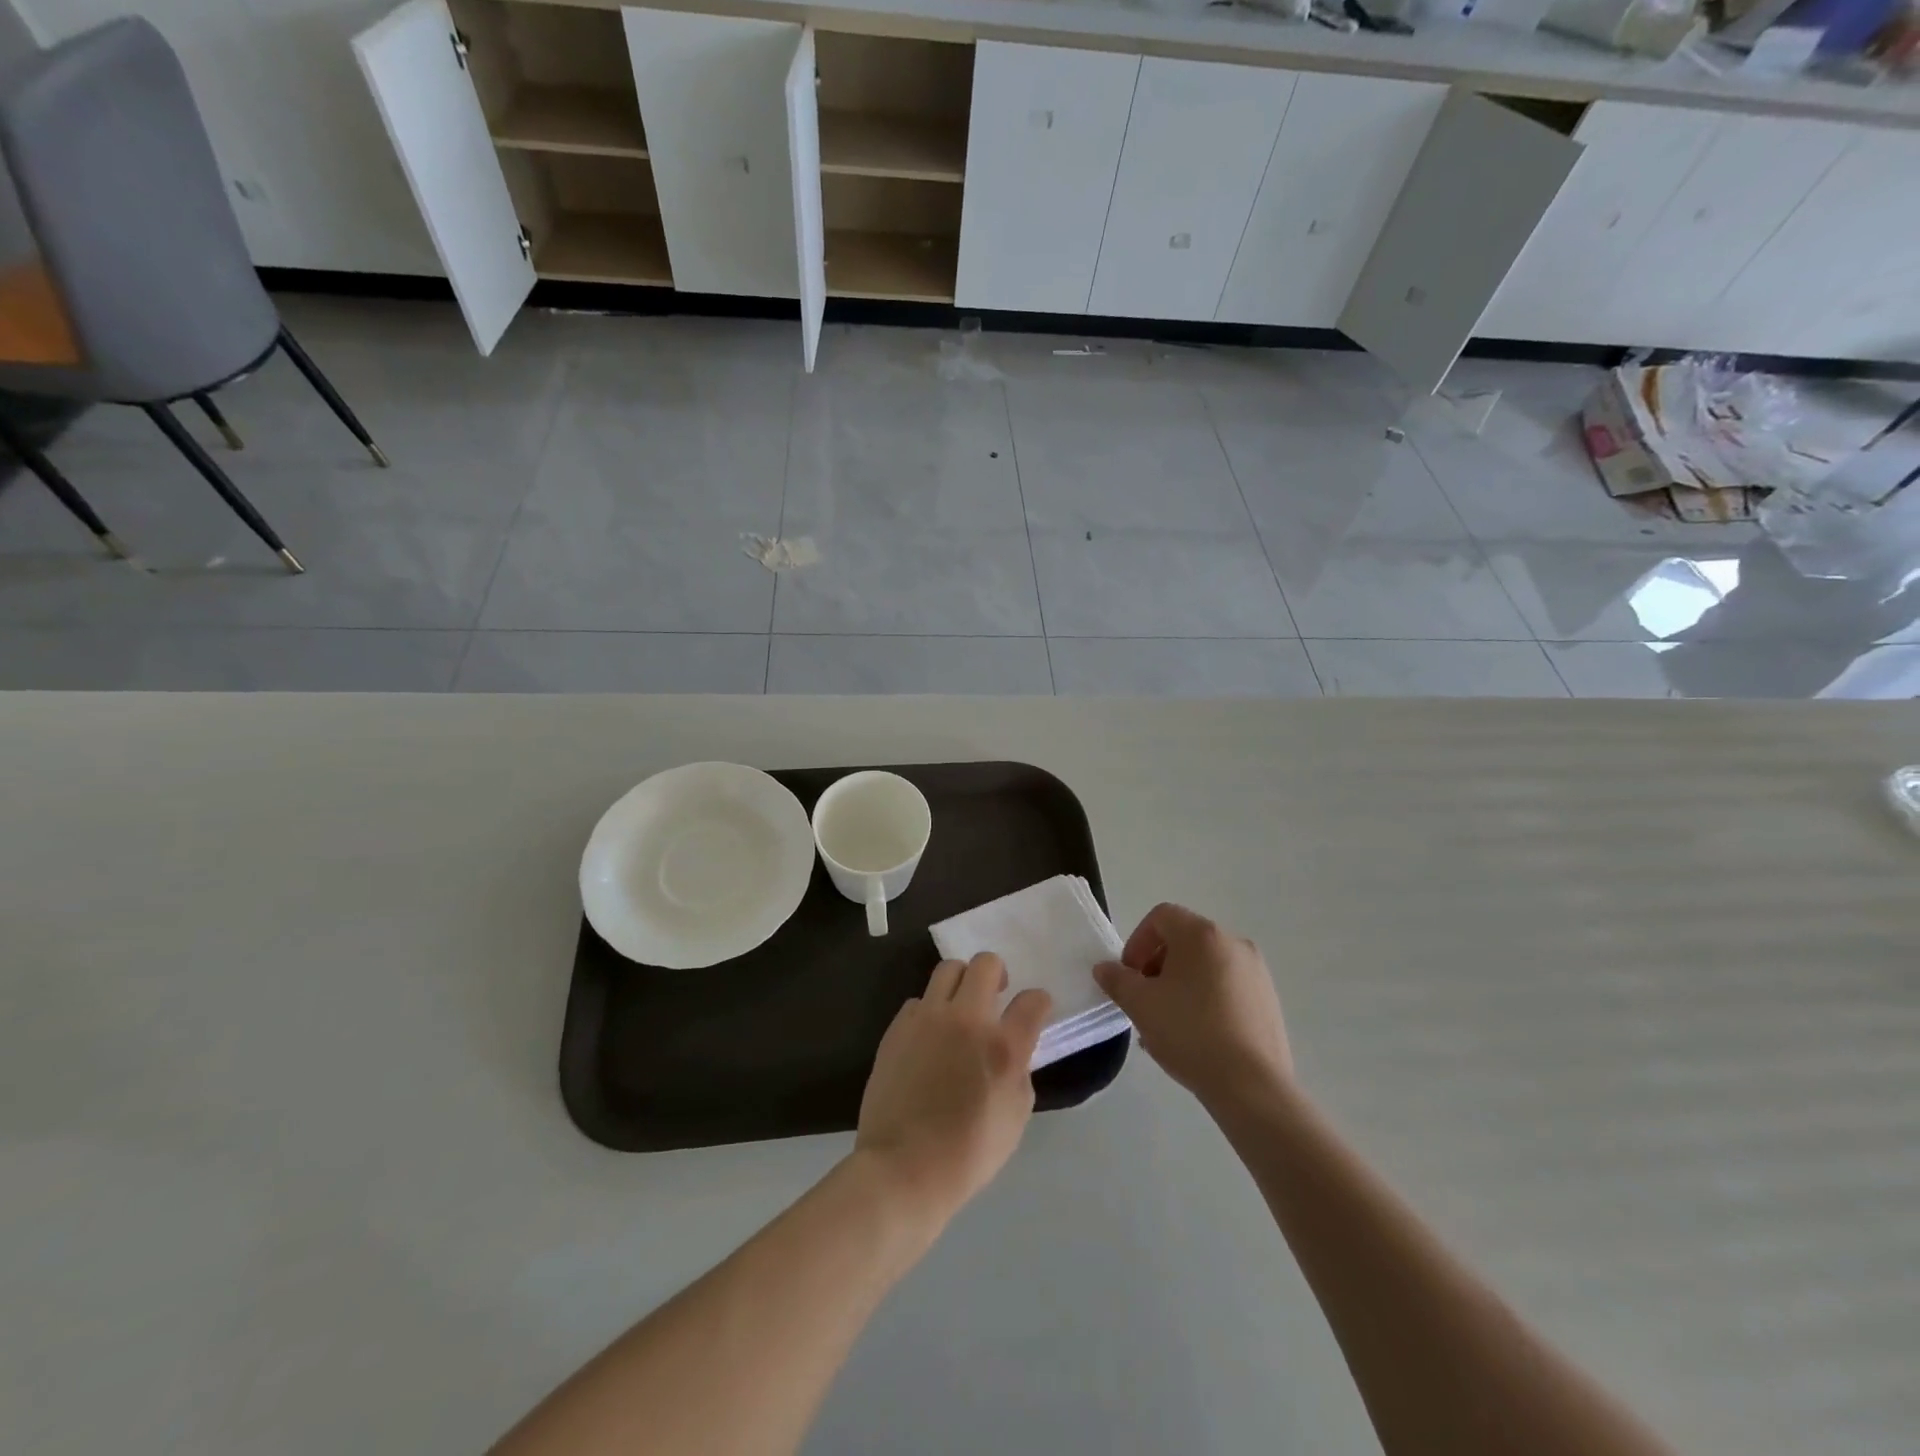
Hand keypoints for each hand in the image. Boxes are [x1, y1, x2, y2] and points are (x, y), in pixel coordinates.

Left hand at [855, 954, 1051, 1226]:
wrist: (903, 1168)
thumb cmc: (968, 1153)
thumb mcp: (1015, 1117)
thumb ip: (1019, 1072)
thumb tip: (1011, 1052)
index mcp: (1003, 1046)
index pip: (1033, 1000)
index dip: (1039, 1002)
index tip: (1034, 1011)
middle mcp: (967, 1019)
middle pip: (987, 963)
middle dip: (997, 974)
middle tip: (996, 995)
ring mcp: (928, 1018)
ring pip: (948, 969)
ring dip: (961, 982)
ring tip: (960, 1007)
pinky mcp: (898, 1026)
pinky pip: (918, 1001)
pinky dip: (929, 1011)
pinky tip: (929, 1036)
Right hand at [1094, 903, 1291, 1109]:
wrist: (1252, 1086)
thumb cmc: (1190, 1033)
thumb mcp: (1140, 1005)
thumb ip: (1117, 980)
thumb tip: (1105, 968)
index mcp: (1202, 934)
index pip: (1161, 917)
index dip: (1137, 941)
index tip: (1129, 976)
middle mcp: (1234, 943)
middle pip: (1184, 940)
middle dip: (1157, 965)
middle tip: (1145, 999)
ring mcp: (1256, 973)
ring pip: (1206, 966)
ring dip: (1180, 984)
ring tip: (1167, 1023)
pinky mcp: (1269, 1001)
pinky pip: (1227, 988)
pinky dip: (1206, 999)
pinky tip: (1196, 1036)